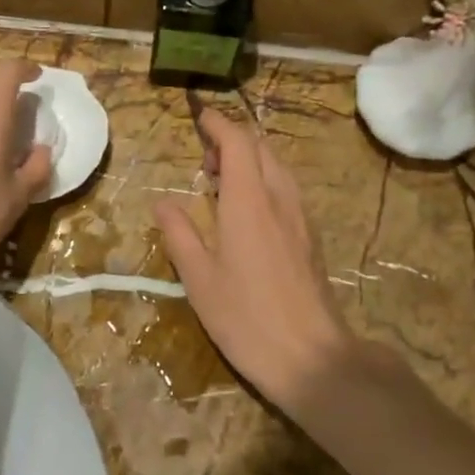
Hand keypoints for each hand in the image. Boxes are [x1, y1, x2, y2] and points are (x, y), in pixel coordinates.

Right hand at [153, 108, 358, 417]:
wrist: (312, 357)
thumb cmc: (246, 318)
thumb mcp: (199, 279)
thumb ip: (180, 234)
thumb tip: (162, 202)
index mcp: (249, 202)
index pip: (237, 142)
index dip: (217, 124)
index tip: (198, 117)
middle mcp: (279, 198)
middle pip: (260, 147)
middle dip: (231, 141)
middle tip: (203, 162)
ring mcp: (300, 217)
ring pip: (277, 166)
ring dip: (250, 160)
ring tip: (221, 185)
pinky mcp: (310, 236)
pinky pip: (286, 188)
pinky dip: (264, 180)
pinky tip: (247, 211)